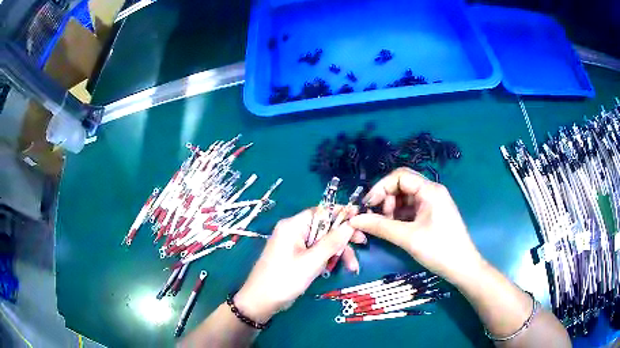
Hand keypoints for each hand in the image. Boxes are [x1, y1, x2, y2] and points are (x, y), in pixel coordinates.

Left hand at [234, 208, 365, 322]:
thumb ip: (332, 242)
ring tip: (352, 268)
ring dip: (337, 253)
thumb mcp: (312, 261)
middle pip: (324, 227)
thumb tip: (350, 223)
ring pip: (322, 242)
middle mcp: (293, 231)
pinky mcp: (295, 257)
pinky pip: (315, 252)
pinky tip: (333, 269)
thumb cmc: (285, 279)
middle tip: (362, 244)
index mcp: (293, 225)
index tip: (360, 217)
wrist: (261, 301)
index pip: (321, 211)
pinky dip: (326, 259)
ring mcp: (294, 244)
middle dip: (343, 238)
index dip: (341, 213)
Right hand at [349, 167, 483, 285]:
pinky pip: (410, 208)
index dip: (381, 188)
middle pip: (402, 185)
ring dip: (391, 209)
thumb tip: (354, 220)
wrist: (462, 267)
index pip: (400, 176)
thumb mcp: (408, 238)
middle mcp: (431, 191)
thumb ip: (380, 226)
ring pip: (405, 198)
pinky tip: (393, 229)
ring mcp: (432, 203)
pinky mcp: (431, 214)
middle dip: (386, 199)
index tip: (368, 206)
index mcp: (430, 190)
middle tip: (377, 218)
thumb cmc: (439, 250)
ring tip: (385, 226)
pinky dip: (399, 216)